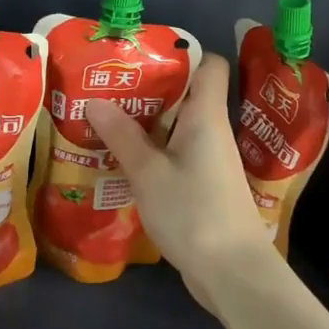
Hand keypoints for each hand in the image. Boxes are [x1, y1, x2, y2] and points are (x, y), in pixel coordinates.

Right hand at [88, 52, 273, 312]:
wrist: (233, 273)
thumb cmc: (193, 212)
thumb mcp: (148, 172)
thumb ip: (122, 136)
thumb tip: (95, 101)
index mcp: (206, 116)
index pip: (211, 65)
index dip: (182, 54)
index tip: (142, 58)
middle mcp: (212, 132)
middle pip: (186, 95)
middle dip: (148, 90)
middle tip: (107, 90)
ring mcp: (210, 162)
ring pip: (177, 128)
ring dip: (145, 124)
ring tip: (104, 122)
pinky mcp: (204, 187)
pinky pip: (176, 155)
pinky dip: (152, 152)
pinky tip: (122, 162)